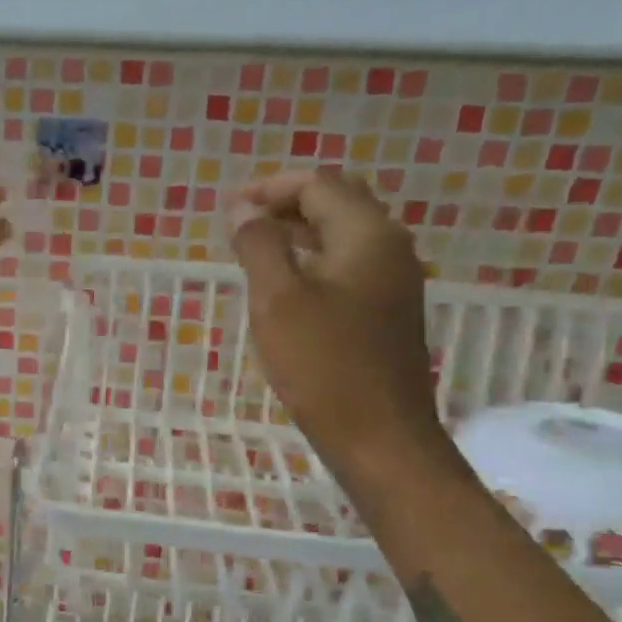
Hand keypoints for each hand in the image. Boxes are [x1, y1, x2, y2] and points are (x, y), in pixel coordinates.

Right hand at [230, 169, 445, 476]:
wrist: (378, 436)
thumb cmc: (323, 365)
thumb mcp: (278, 301)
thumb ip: (259, 246)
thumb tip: (242, 209)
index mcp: (367, 234)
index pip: (318, 185)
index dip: (270, 188)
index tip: (227, 209)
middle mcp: (389, 247)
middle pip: (337, 202)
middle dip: (286, 204)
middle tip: (241, 224)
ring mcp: (393, 281)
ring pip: (343, 236)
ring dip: (298, 232)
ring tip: (254, 250)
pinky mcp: (387, 312)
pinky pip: (347, 266)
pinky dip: (313, 260)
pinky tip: (286, 286)